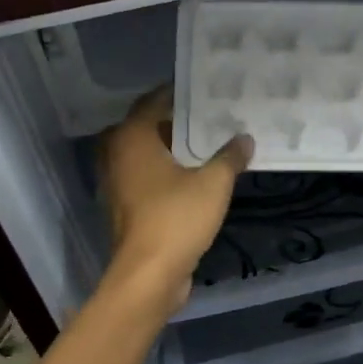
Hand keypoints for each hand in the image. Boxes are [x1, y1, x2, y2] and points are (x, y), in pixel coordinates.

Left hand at [98, 88, 252, 311]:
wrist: (149, 275)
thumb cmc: (177, 218)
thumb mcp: (213, 183)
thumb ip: (230, 157)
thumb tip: (245, 138)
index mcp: (132, 138)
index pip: (152, 101)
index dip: (177, 93)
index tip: (202, 88)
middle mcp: (117, 155)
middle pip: (147, 127)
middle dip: (175, 120)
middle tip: (209, 114)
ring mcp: (118, 183)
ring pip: (145, 154)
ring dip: (171, 147)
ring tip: (207, 142)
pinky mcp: (125, 207)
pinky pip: (146, 176)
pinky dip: (165, 171)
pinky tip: (196, 174)